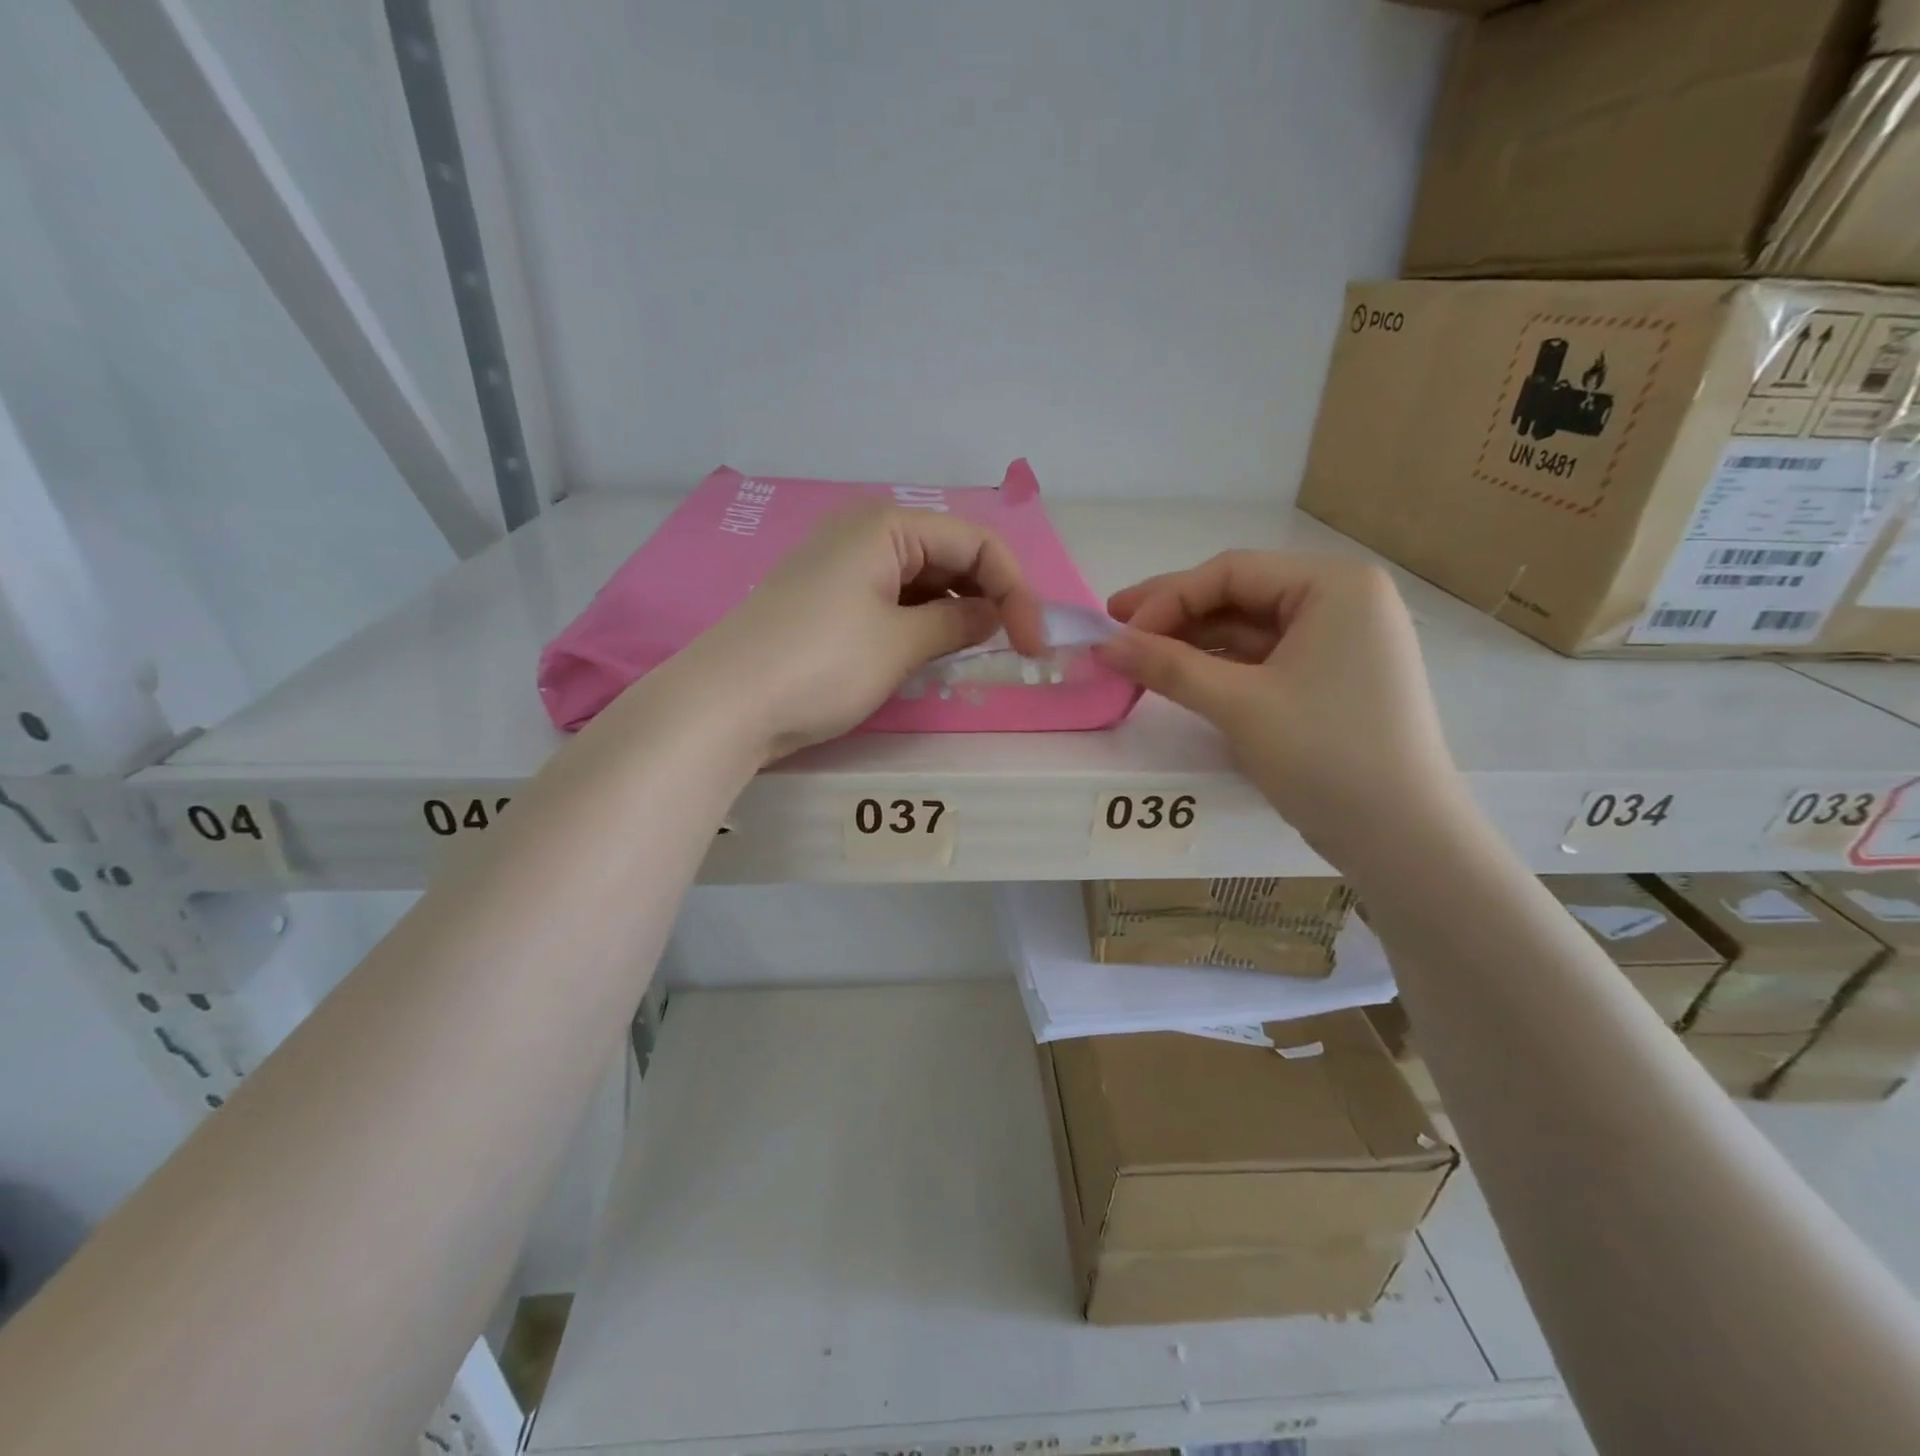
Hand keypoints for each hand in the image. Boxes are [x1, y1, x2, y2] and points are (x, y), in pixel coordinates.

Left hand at [688, 506, 1045, 758]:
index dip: (1015, 590)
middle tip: (1011, 650)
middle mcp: (864, 534)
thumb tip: (992, 616)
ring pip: (921, 581)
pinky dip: (920, 624)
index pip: (976, 542)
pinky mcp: (827, 602)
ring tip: (973, 655)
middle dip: (987, 598)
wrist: (724, 705)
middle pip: (949, 556)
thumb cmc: (820, 664)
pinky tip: (930, 653)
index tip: (1033, 644)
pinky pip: (891, 601)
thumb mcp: (901, 644)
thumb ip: (958, 625)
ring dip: (954, 614)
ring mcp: (841, 568)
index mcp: (886, 526)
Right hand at [1095, 551, 1462, 861]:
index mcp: (1335, 585)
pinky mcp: (1331, 679)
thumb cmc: (1326, 754)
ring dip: (1192, 643)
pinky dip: (1219, 667)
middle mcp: (1343, 601)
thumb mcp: (1240, 705)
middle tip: (1114, 631)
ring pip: (1248, 629)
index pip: (1231, 572)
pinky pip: (1263, 659)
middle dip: (1175, 616)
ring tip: (1138, 660)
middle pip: (1239, 595)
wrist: (1401, 838)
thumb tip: (1103, 645)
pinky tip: (1181, 678)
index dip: (1166, 598)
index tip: (1116, 632)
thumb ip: (1168, 667)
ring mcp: (1340, 642)